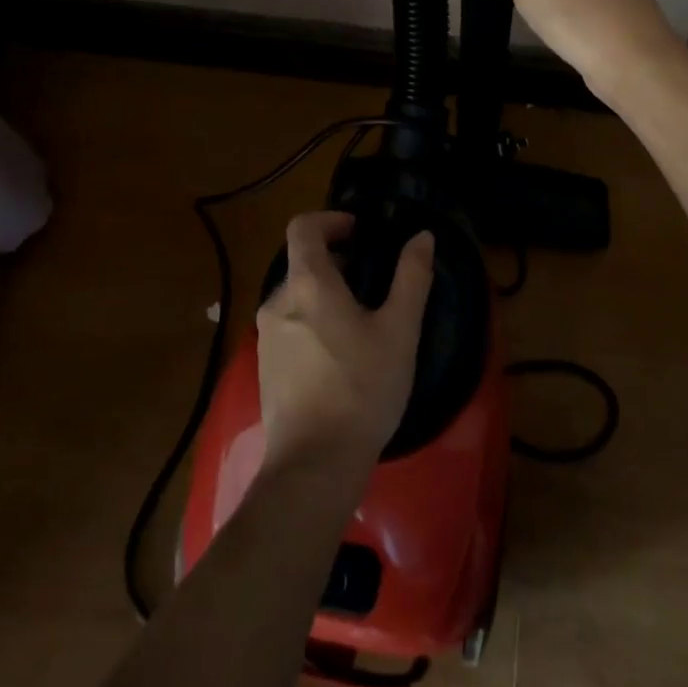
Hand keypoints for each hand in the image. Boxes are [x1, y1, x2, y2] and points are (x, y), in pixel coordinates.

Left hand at [256, 213, 433, 478]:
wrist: (313, 466)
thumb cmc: (362, 388)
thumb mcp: (399, 330)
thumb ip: (412, 277)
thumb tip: (422, 236)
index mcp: (307, 284)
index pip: (304, 227)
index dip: (331, 220)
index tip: (360, 233)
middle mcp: (278, 302)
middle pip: (302, 263)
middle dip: (336, 262)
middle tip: (372, 282)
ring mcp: (266, 337)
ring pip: (296, 297)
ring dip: (326, 295)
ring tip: (361, 323)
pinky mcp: (265, 367)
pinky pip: (290, 326)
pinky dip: (313, 323)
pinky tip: (340, 357)